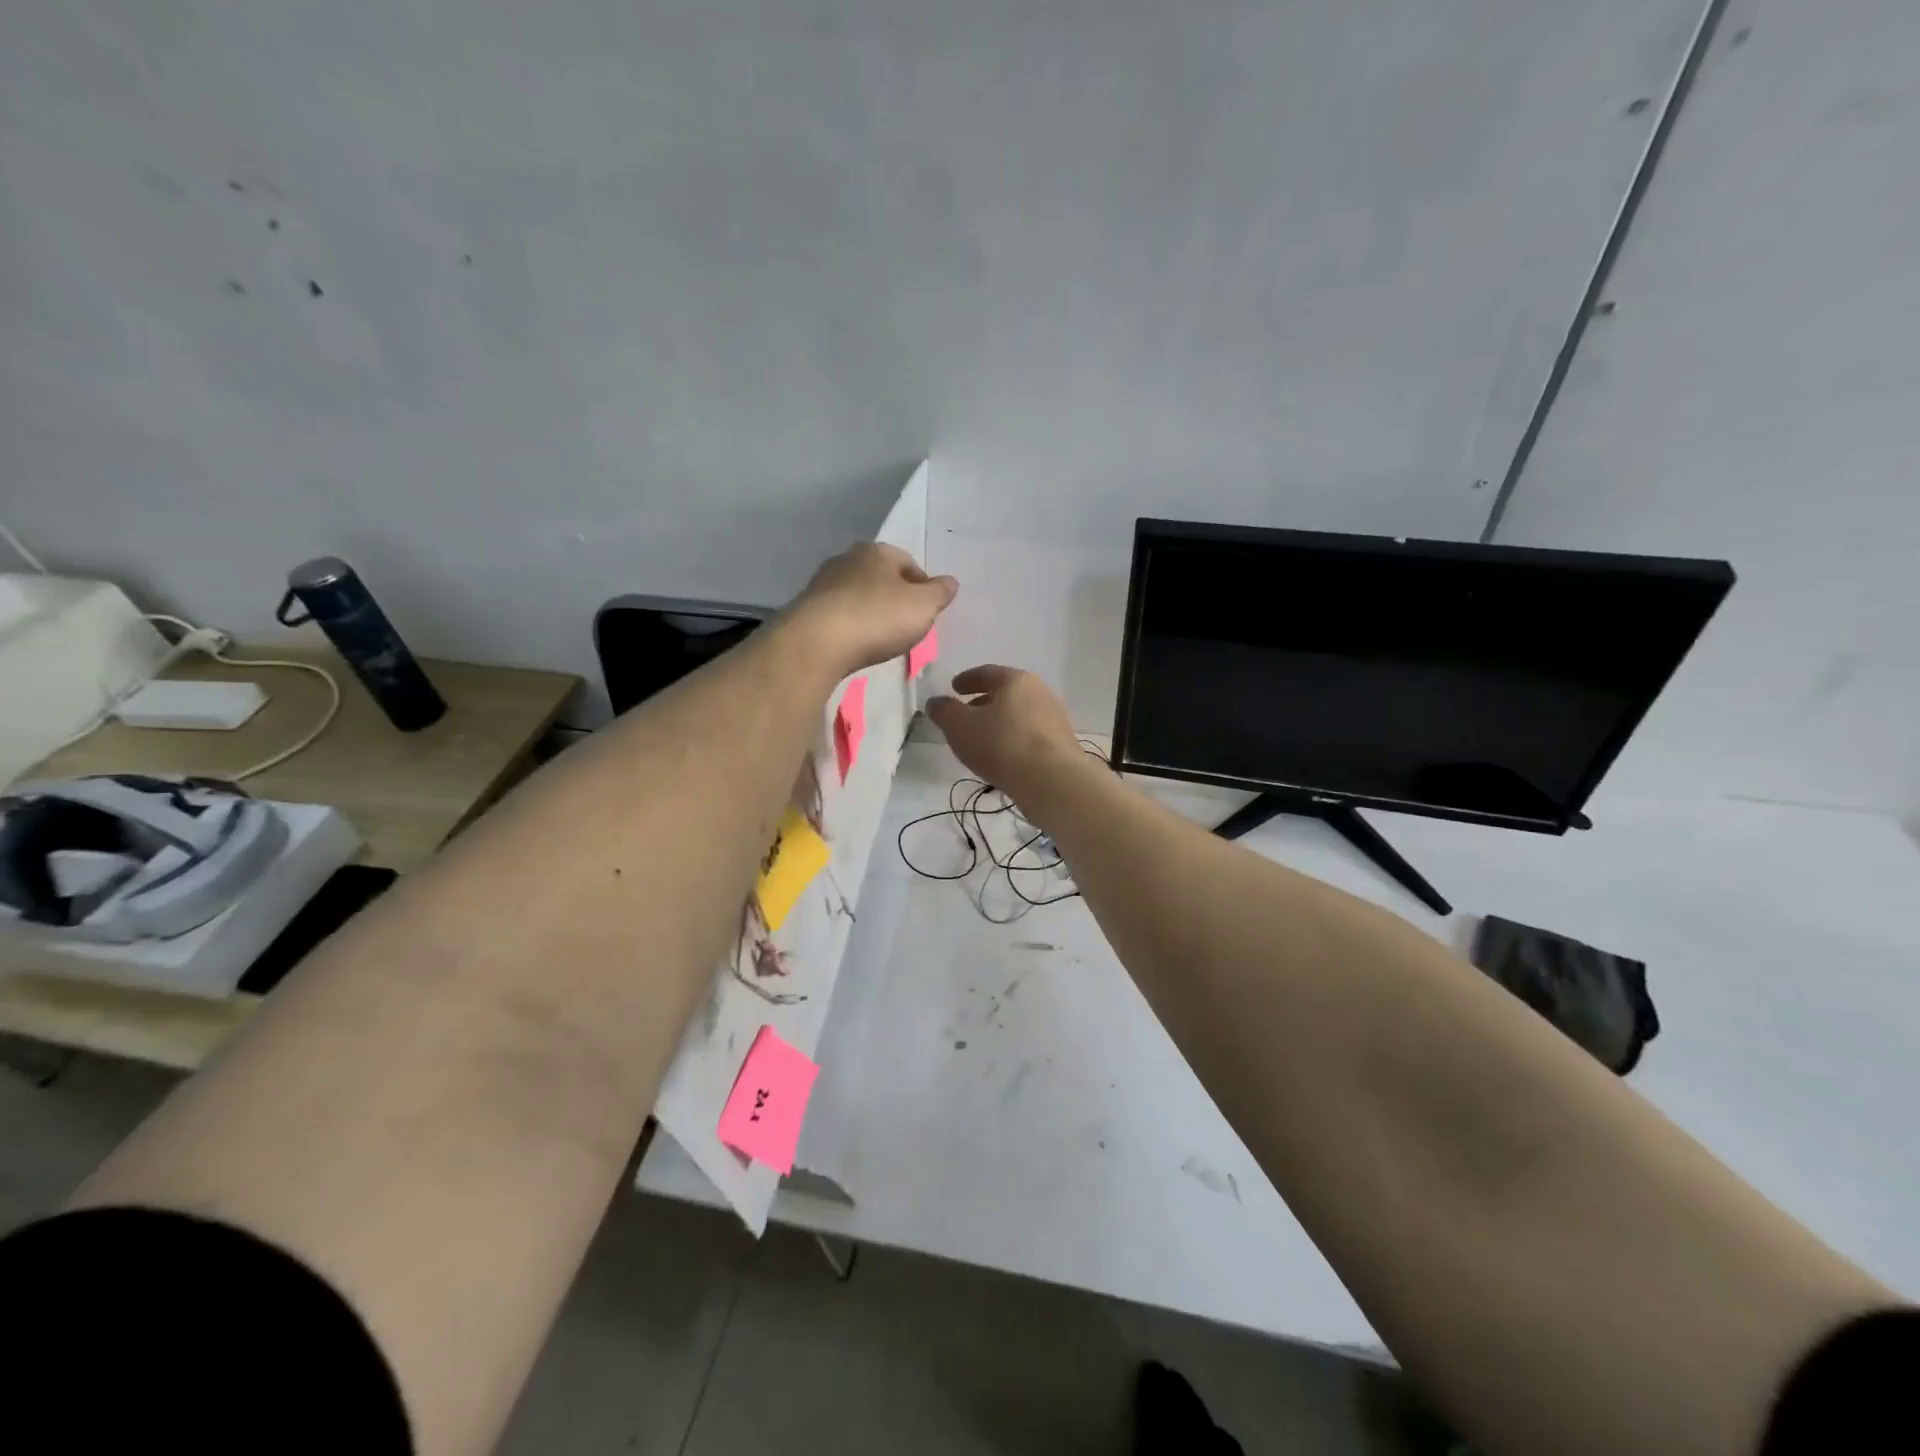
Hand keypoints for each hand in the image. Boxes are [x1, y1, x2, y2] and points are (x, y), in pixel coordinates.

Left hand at [783, 542, 957, 677]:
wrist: (816, 643)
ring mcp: (822, 584)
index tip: (928, 613)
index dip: (923, 588)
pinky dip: (850, 627)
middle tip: (906, 627)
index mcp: (877, 551)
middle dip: (895, 599)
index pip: (909, 564)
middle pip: (881, 578)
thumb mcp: (923, 606)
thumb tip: (950, 582)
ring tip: (879, 639)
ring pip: (857, 596)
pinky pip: (838, 616)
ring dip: (870, 613)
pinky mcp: (806, 609)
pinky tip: (854, 645)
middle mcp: (847, 559)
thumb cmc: (877, 617)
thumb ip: (940, 593)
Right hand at [926, 665, 1083, 802]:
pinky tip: (1003, 757)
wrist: (1052, 781)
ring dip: (1000, 723)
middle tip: (966, 714)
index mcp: (1016, 680)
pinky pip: (1030, 736)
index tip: (954, 687)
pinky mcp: (1061, 745)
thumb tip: (935, 703)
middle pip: (1006, 693)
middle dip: (984, 702)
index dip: (967, 679)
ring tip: (982, 739)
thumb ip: (944, 712)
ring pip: (1019, 715)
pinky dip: (1013, 740)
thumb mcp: (960, 726)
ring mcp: (1054, 719)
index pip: (987, 672)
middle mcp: (1040, 692)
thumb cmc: (1001, 744)